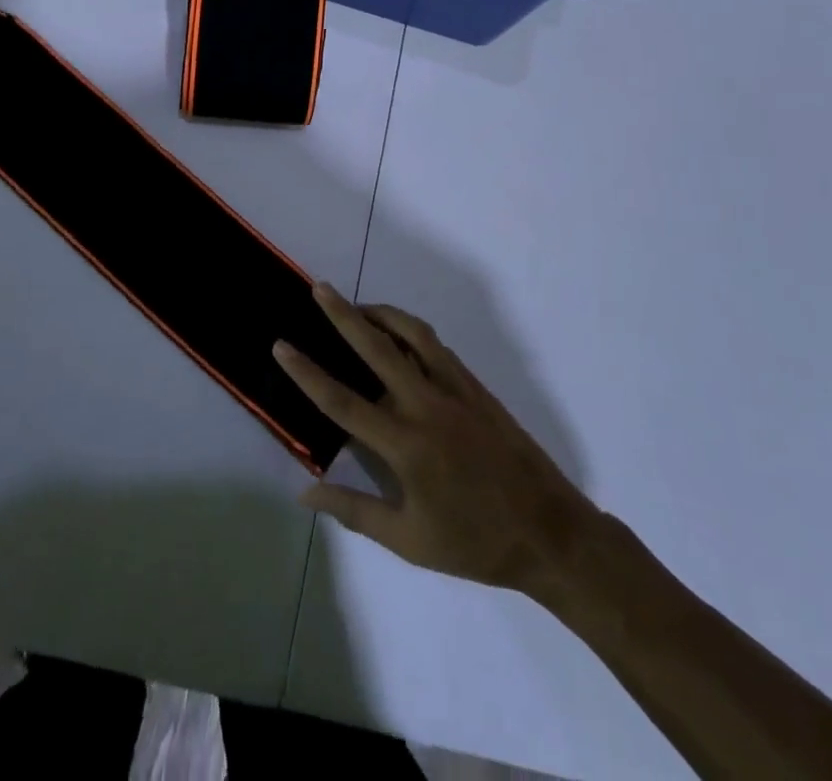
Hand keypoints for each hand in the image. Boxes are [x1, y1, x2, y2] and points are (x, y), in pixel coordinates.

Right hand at [274, 283, 597, 596]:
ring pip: (412, 334)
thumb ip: (354, 510)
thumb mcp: (409, 541)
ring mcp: (455, 390)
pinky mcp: (476, 387)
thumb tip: (304, 493)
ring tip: (356, 306)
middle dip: (343, 315)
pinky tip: (399, 335)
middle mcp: (427, 405)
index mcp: (406, 444)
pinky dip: (411, 331)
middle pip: (377, 347)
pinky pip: (436, 347)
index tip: (282, 345)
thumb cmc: (474, 543)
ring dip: (381, 313)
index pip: (342, 401)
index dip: (307, 372)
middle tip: (319, 288)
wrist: (549, 532)